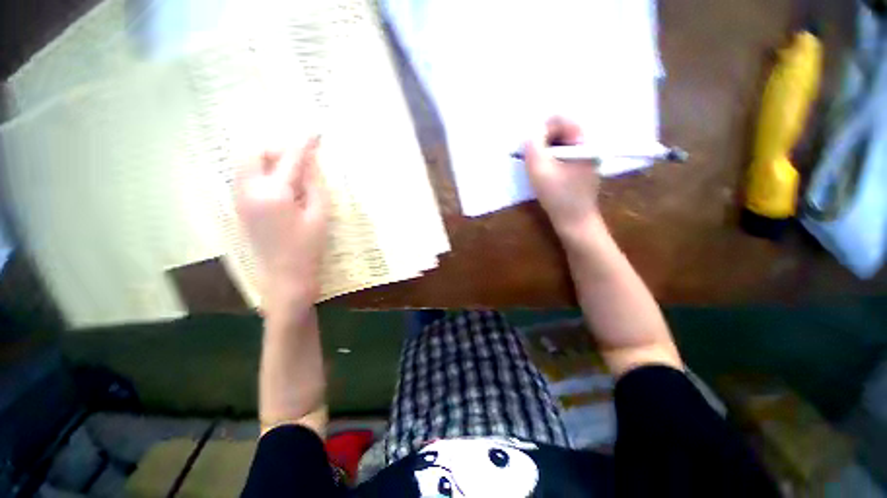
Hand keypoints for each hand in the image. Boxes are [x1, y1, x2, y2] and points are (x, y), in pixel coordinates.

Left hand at [234, 137, 329, 306]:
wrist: (285, 275)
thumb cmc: (308, 247)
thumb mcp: (320, 215)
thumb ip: (315, 184)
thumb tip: (311, 162)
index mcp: (273, 193)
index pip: (291, 158)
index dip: (305, 143)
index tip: (316, 132)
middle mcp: (249, 190)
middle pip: (255, 152)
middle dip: (278, 149)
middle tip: (301, 159)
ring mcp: (239, 198)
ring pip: (247, 163)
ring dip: (269, 160)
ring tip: (293, 174)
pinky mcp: (238, 206)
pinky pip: (246, 177)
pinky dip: (262, 172)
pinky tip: (282, 187)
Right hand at [524, 117, 600, 236]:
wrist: (575, 222)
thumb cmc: (558, 197)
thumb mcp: (539, 170)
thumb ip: (532, 146)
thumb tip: (531, 133)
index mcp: (584, 142)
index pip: (561, 120)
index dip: (541, 130)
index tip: (530, 147)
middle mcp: (588, 145)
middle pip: (562, 130)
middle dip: (543, 140)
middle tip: (531, 157)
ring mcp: (586, 157)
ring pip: (561, 143)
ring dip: (545, 150)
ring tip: (537, 166)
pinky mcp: (581, 168)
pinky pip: (563, 154)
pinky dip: (551, 159)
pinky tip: (545, 172)